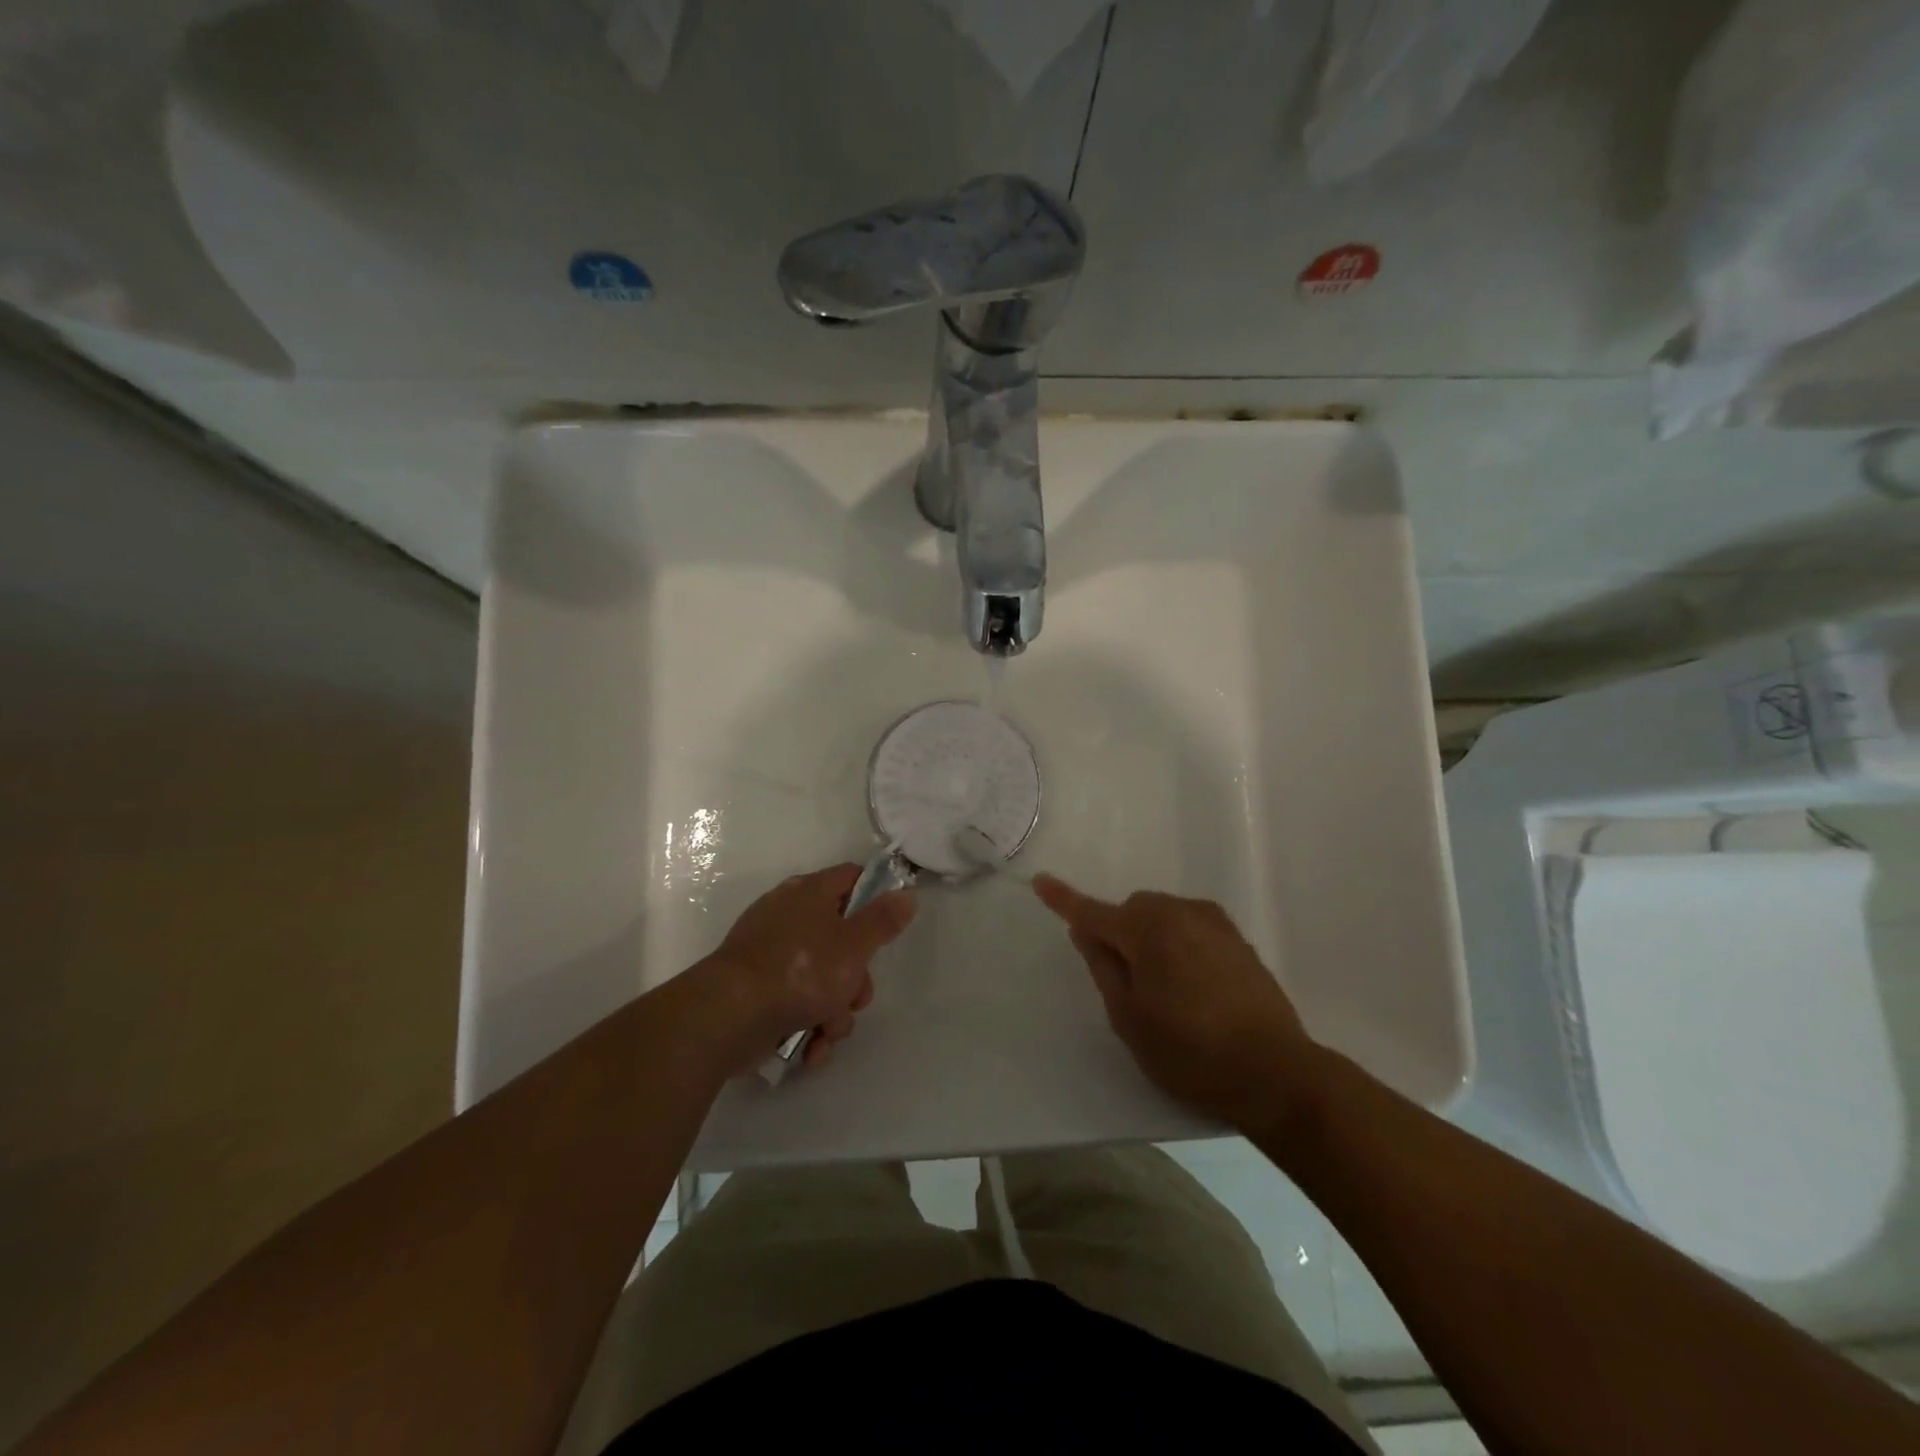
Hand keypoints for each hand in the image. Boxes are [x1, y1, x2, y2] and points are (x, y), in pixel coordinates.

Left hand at [696, 863, 915, 1075]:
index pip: (851, 878)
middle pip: (840, 939)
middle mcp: (787, 916)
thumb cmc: (799, 971)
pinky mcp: (756, 990)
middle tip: (856, 998)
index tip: (888, 926)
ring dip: (833, 1011)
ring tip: (827, 1032)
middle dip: (855, 978)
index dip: (875, 896)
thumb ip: (882, 921)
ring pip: (820, 979)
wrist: (728, 1016)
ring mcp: (769, 954)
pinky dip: (806, 1026)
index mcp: (809, 893)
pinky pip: (795, 1002)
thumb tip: (906, 894)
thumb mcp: (853, 945)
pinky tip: (809, 1048)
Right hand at [1034, 875, 1322, 1133]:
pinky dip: (1177, 942)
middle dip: (1119, 933)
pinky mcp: (1236, 937)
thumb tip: (1086, 931)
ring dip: (1150, 937)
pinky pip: (1189, 925)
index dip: (1063, 899)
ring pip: (1161, 916)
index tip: (1040, 881)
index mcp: (1147, 931)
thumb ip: (1103, 967)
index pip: (1092, 912)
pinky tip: (1194, 985)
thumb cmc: (1190, 1053)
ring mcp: (1212, 922)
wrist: (1275, 1073)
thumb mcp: (1129, 1019)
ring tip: (1166, 990)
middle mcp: (1179, 913)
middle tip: (1127, 984)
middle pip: (1131, 910)